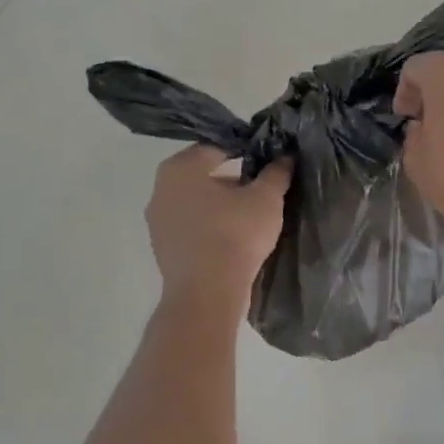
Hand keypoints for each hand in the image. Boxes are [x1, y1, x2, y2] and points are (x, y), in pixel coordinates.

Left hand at [145, 145, 290, 323]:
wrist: (206, 296)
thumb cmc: (234, 235)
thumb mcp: (266, 198)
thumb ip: (276, 172)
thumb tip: (285, 156)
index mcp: (180, 168)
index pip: (217, 147)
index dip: (246, 150)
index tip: (268, 160)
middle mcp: (161, 189)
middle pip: (205, 175)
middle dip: (234, 179)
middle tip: (263, 188)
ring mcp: (158, 221)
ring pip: (198, 202)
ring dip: (223, 204)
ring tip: (253, 214)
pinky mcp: (163, 249)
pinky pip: (192, 226)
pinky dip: (211, 226)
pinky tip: (235, 237)